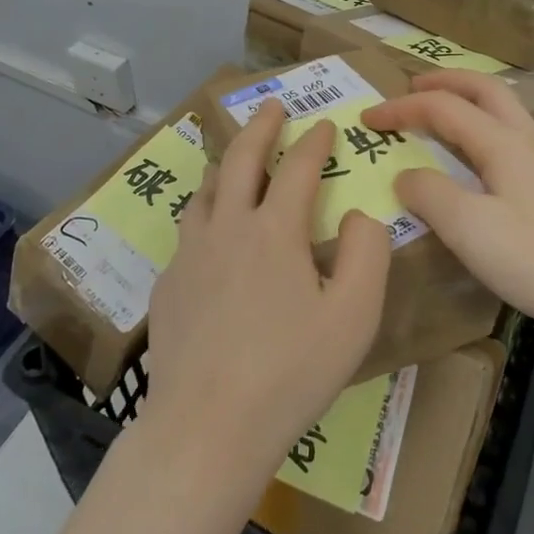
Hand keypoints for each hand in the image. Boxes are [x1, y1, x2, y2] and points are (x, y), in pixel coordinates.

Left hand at [144, 99, 391, 488]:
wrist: (207, 428)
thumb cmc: (291, 372)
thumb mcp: (353, 316)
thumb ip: (366, 253)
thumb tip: (356, 214)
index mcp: (274, 231)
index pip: (297, 168)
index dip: (314, 142)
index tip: (325, 126)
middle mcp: (227, 228)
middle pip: (240, 160)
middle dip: (260, 127)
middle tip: (272, 105)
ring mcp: (189, 255)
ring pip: (205, 191)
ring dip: (224, 165)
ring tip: (235, 159)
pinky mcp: (168, 285)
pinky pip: (188, 232)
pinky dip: (206, 214)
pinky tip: (211, 235)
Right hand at [361, 71, 533, 343]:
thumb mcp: (467, 228)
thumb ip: (428, 193)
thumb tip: (405, 176)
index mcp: (502, 142)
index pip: (443, 107)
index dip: (401, 108)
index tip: (367, 118)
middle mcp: (526, 140)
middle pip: (483, 89)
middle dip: (443, 81)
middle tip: (410, 87)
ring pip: (501, 110)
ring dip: (465, 100)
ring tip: (437, 114)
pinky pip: (508, 135)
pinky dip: (480, 127)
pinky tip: (473, 157)